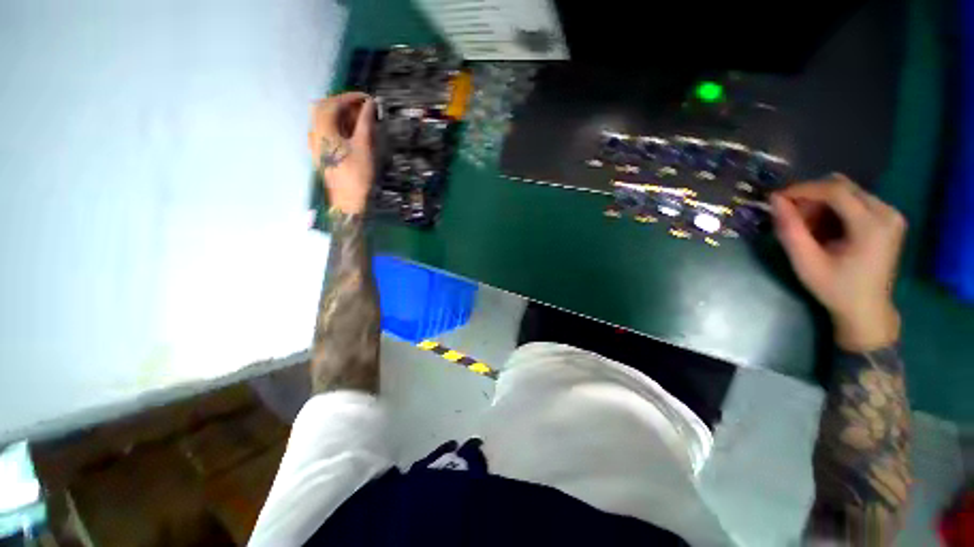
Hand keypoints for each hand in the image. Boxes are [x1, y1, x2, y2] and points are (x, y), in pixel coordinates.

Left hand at [309, 92, 375, 213]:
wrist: (348, 200)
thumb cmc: (357, 174)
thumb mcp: (364, 147)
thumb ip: (365, 123)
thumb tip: (371, 104)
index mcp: (323, 130)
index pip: (332, 104)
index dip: (350, 98)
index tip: (367, 99)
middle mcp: (314, 133)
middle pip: (324, 108)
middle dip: (343, 104)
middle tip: (362, 107)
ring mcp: (315, 144)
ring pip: (323, 120)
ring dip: (340, 114)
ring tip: (359, 118)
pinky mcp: (320, 152)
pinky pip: (325, 131)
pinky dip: (337, 125)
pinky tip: (350, 131)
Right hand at [771, 174, 905, 350]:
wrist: (866, 309)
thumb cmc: (835, 289)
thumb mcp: (806, 262)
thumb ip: (790, 230)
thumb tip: (775, 200)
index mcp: (872, 225)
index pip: (835, 190)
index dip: (803, 189)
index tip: (776, 197)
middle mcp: (887, 212)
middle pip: (843, 187)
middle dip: (811, 196)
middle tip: (791, 216)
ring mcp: (891, 214)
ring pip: (848, 192)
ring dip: (821, 203)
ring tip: (807, 225)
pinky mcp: (888, 218)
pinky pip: (855, 200)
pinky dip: (833, 208)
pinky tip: (824, 227)